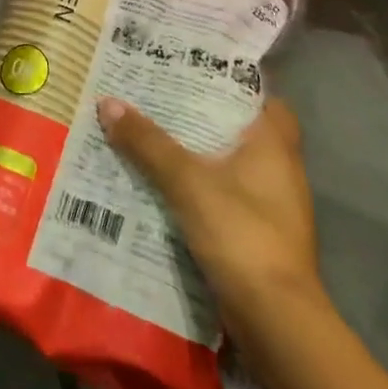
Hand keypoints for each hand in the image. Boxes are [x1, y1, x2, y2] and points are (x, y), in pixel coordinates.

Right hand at [99, 96, 322, 337]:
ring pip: (230, 164)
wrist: (275, 320)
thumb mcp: (186, 180)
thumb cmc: (241, 232)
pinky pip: (223, 195)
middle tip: (159, 94)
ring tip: (151, 132)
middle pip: (241, 129)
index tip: (197, 68)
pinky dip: (198, 185)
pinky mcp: (257, 235)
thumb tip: (108, 102)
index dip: (235, 82)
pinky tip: (162, 182)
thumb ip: (148, 142)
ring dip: (197, 152)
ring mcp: (271, 206)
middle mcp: (279, 170)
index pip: (265, 98)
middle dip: (203, 115)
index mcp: (274, 146)